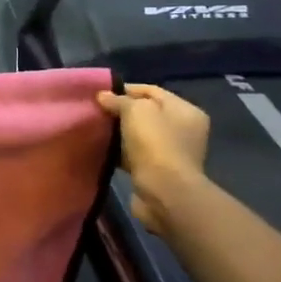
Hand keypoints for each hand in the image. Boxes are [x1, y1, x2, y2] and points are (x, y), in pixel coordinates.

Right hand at [96, 83, 209, 238]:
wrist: (164, 192)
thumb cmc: (155, 144)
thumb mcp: (136, 111)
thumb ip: (119, 100)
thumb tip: (103, 96)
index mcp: (186, 111)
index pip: (152, 91)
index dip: (125, 89)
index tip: (100, 94)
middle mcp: (183, 130)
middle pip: (146, 113)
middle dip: (120, 111)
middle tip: (96, 111)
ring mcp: (171, 152)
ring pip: (138, 135)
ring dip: (118, 133)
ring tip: (95, 129)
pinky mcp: (157, 171)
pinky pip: (134, 154)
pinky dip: (119, 151)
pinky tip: (101, 149)